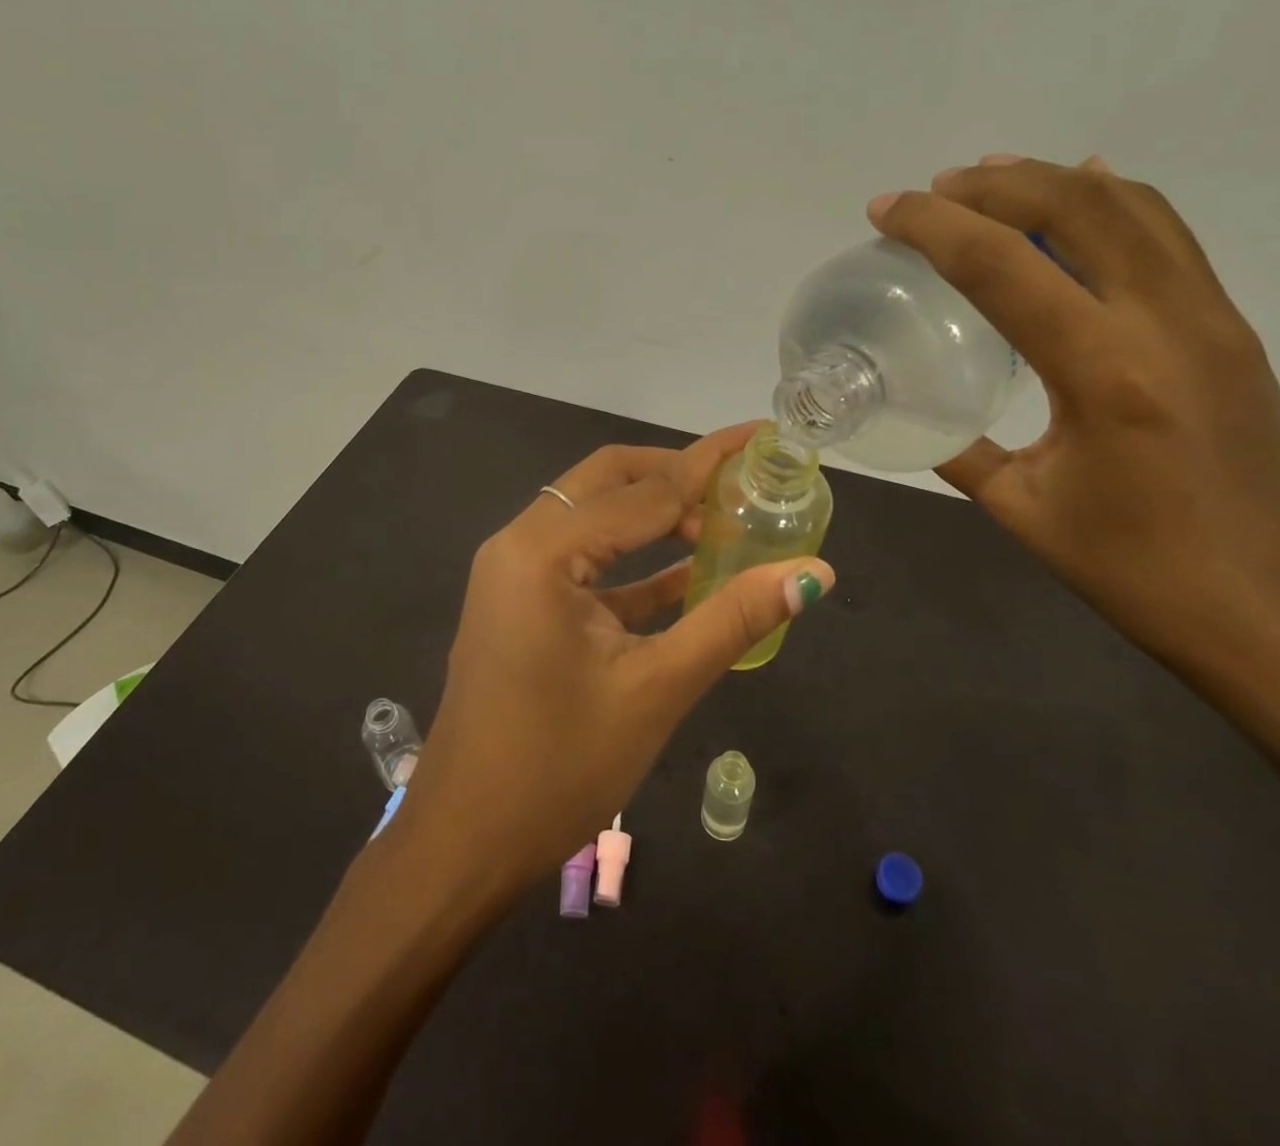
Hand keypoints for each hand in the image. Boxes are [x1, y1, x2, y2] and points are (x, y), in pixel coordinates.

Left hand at [399, 425, 835, 886]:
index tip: (760, 437)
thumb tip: (814, 573)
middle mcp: (520, 543)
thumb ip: (734, 620)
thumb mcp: (657, 689)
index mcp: (543, 551)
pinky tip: (689, 570)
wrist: (465, 843)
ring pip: (595, 516)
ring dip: (655, 513)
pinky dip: (634, 560)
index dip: (708, 465)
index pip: (644, 491)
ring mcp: (514, 572)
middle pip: (609, 480)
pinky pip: (584, 561)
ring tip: (725, 519)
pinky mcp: (521, 602)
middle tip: (742, 474)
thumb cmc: (559, 768)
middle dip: (677, 472)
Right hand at [869, 155, 1279, 728]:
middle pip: (1077, 206)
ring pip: (1134, 206)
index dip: (934, 226)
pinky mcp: (1232, 331)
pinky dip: (1115, 201)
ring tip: (991, 179)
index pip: (1003, 265)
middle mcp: (1167, 322)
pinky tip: (1083, 194)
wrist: (1278, 618)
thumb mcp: (1022, 509)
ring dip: (1054, 179)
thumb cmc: (1137, 573)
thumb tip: (917, 413)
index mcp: (1104, 372)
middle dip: (993, 184)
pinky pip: (1170, 237)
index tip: (884, 210)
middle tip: (933, 191)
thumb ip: (960, 449)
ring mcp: (1212, 319)